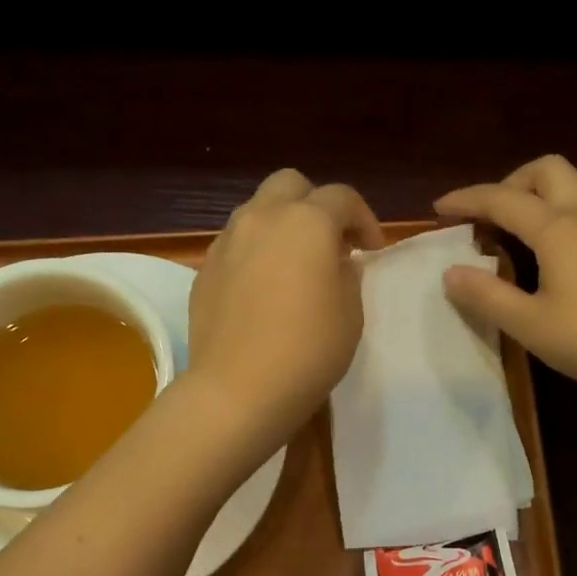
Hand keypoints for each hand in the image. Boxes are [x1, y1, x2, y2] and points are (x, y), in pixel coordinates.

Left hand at [189, 168, 383, 447]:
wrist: (238, 390)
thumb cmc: (308, 351)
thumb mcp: (350, 313)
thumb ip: (347, 274)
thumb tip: (337, 262)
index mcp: (307, 222)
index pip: (342, 197)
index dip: (364, 219)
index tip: (371, 251)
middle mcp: (262, 218)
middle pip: (291, 184)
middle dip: (316, 204)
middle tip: (331, 243)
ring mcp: (227, 241)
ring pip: (257, 211)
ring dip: (282, 225)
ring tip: (295, 264)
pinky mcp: (205, 269)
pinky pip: (236, 244)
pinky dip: (256, 252)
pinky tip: (264, 288)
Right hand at [434, 155, 576, 403]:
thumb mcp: (527, 323)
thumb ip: (486, 295)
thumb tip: (451, 273)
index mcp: (557, 227)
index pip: (502, 199)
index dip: (467, 200)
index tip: (439, 208)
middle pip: (548, 169)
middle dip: (511, 181)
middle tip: (489, 214)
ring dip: (549, 184)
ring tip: (529, 216)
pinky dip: (572, 203)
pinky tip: (562, 240)